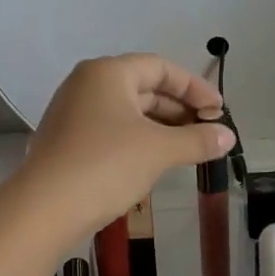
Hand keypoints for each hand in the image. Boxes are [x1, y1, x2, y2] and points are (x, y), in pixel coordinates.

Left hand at [19, 55, 232, 236]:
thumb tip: (228, 137)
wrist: (45, 208)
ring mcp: (71, 113)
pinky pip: (109, 130)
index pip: (160, 67)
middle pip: (143, 87)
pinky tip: (153, 162)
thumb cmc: (106, 165)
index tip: (219, 112)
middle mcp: (86, 84)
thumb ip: (197, 140)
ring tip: (187, 149)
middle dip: (178, 109)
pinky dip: (136, 139)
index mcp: (107, 73)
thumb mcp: (159, 150)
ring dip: (159, 127)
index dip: (194, 88)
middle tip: (207, 132)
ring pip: (126, 111)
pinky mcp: (65, 140)